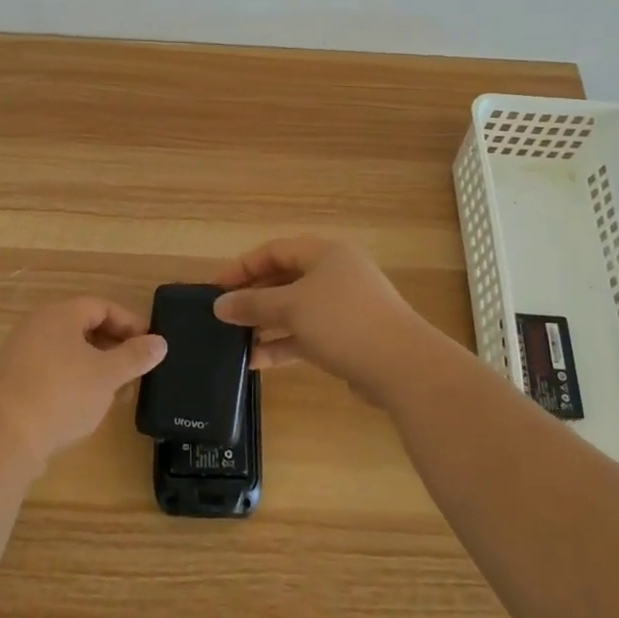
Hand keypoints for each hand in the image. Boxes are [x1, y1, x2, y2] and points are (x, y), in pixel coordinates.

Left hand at [0, 297, 166, 468]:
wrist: (4, 436)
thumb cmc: (62, 394)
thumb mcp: (108, 375)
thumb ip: (135, 356)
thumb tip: (160, 342)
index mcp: (60, 314)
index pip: (102, 306)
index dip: (130, 323)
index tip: (150, 345)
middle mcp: (37, 325)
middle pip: (83, 326)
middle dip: (114, 346)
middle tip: (135, 369)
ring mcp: (20, 353)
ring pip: (68, 351)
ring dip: (95, 366)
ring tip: (115, 391)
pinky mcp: (12, 381)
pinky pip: (51, 370)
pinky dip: (74, 380)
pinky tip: (85, 405)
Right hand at [212, 237, 434, 406]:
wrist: (403, 367)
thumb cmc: (343, 322)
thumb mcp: (291, 308)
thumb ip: (252, 304)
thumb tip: (219, 305)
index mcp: (325, 253)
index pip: (274, 251)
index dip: (241, 267)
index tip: (215, 288)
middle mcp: (335, 274)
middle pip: (283, 279)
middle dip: (252, 298)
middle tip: (223, 316)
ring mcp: (343, 307)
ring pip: (294, 310)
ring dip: (265, 324)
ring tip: (233, 342)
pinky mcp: (348, 338)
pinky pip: (306, 334)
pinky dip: (283, 344)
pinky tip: (256, 361)